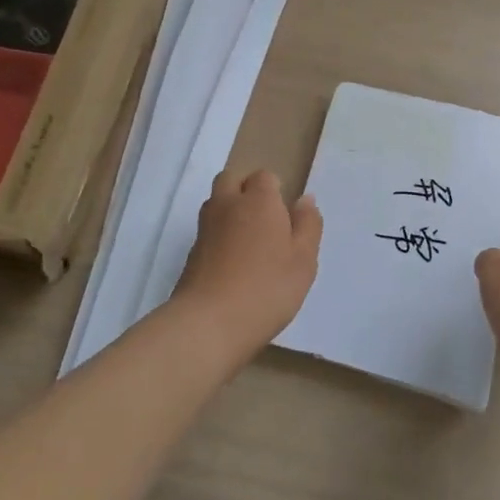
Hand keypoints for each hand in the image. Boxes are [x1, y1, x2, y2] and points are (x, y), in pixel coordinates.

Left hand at [174, 170, 322, 350]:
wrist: (209, 323)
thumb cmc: (268, 288)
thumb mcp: (304, 259)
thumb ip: (308, 224)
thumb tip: (304, 198)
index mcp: (259, 200)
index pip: (264, 177)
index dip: (275, 190)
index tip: (286, 215)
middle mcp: (227, 205)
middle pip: (231, 179)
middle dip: (246, 189)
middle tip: (265, 218)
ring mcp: (205, 229)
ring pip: (216, 203)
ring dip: (230, 210)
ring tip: (249, 240)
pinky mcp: (191, 253)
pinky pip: (208, 230)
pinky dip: (219, 236)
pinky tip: (233, 263)